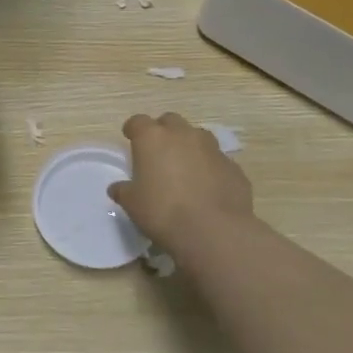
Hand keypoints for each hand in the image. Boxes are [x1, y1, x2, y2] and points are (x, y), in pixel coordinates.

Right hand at [109, 111, 258, 247]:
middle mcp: (183, 135)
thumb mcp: (132, 204)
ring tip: (185, 168)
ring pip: (198, 137)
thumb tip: (118, 188)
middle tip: (159, 152)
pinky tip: (207, 188)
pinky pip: (217, 161)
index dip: (133, 129)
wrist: (214, 231)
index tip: (130, 138)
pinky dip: (210, 168)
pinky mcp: (233, 167)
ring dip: (189, 146)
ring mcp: (212, 149)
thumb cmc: (163, 211)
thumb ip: (123, 191)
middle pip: (170, 121)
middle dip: (164, 132)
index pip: (138, 121)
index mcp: (153, 138)